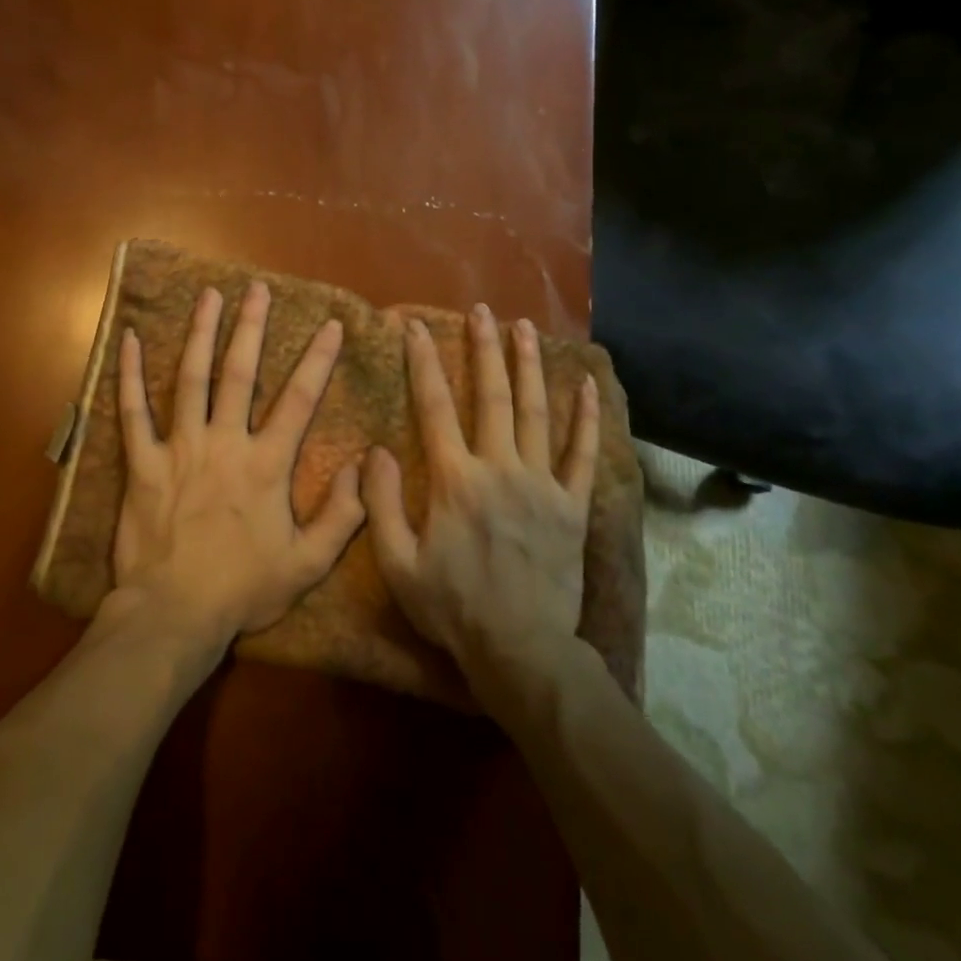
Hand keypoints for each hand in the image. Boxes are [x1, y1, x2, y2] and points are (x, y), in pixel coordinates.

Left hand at [110, 281, 366, 647]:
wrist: (173, 614)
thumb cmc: (242, 590)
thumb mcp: (306, 564)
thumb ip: (341, 516)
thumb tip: (361, 467)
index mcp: (266, 464)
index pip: (299, 400)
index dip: (318, 360)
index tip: (330, 325)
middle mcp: (224, 443)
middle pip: (239, 373)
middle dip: (251, 327)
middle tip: (256, 288)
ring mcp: (179, 448)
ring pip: (190, 379)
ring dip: (200, 333)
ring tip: (208, 296)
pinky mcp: (141, 463)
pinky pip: (132, 411)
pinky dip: (130, 374)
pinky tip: (131, 340)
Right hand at [364, 305, 600, 705]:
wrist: (520, 650)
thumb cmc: (452, 607)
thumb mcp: (397, 563)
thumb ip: (382, 502)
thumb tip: (375, 450)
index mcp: (455, 480)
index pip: (434, 406)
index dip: (423, 362)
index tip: (416, 327)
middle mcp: (500, 468)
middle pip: (491, 396)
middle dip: (483, 348)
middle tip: (481, 310)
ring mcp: (542, 484)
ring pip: (535, 412)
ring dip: (528, 366)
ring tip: (524, 327)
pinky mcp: (572, 506)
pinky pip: (583, 454)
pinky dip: (584, 418)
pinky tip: (585, 384)